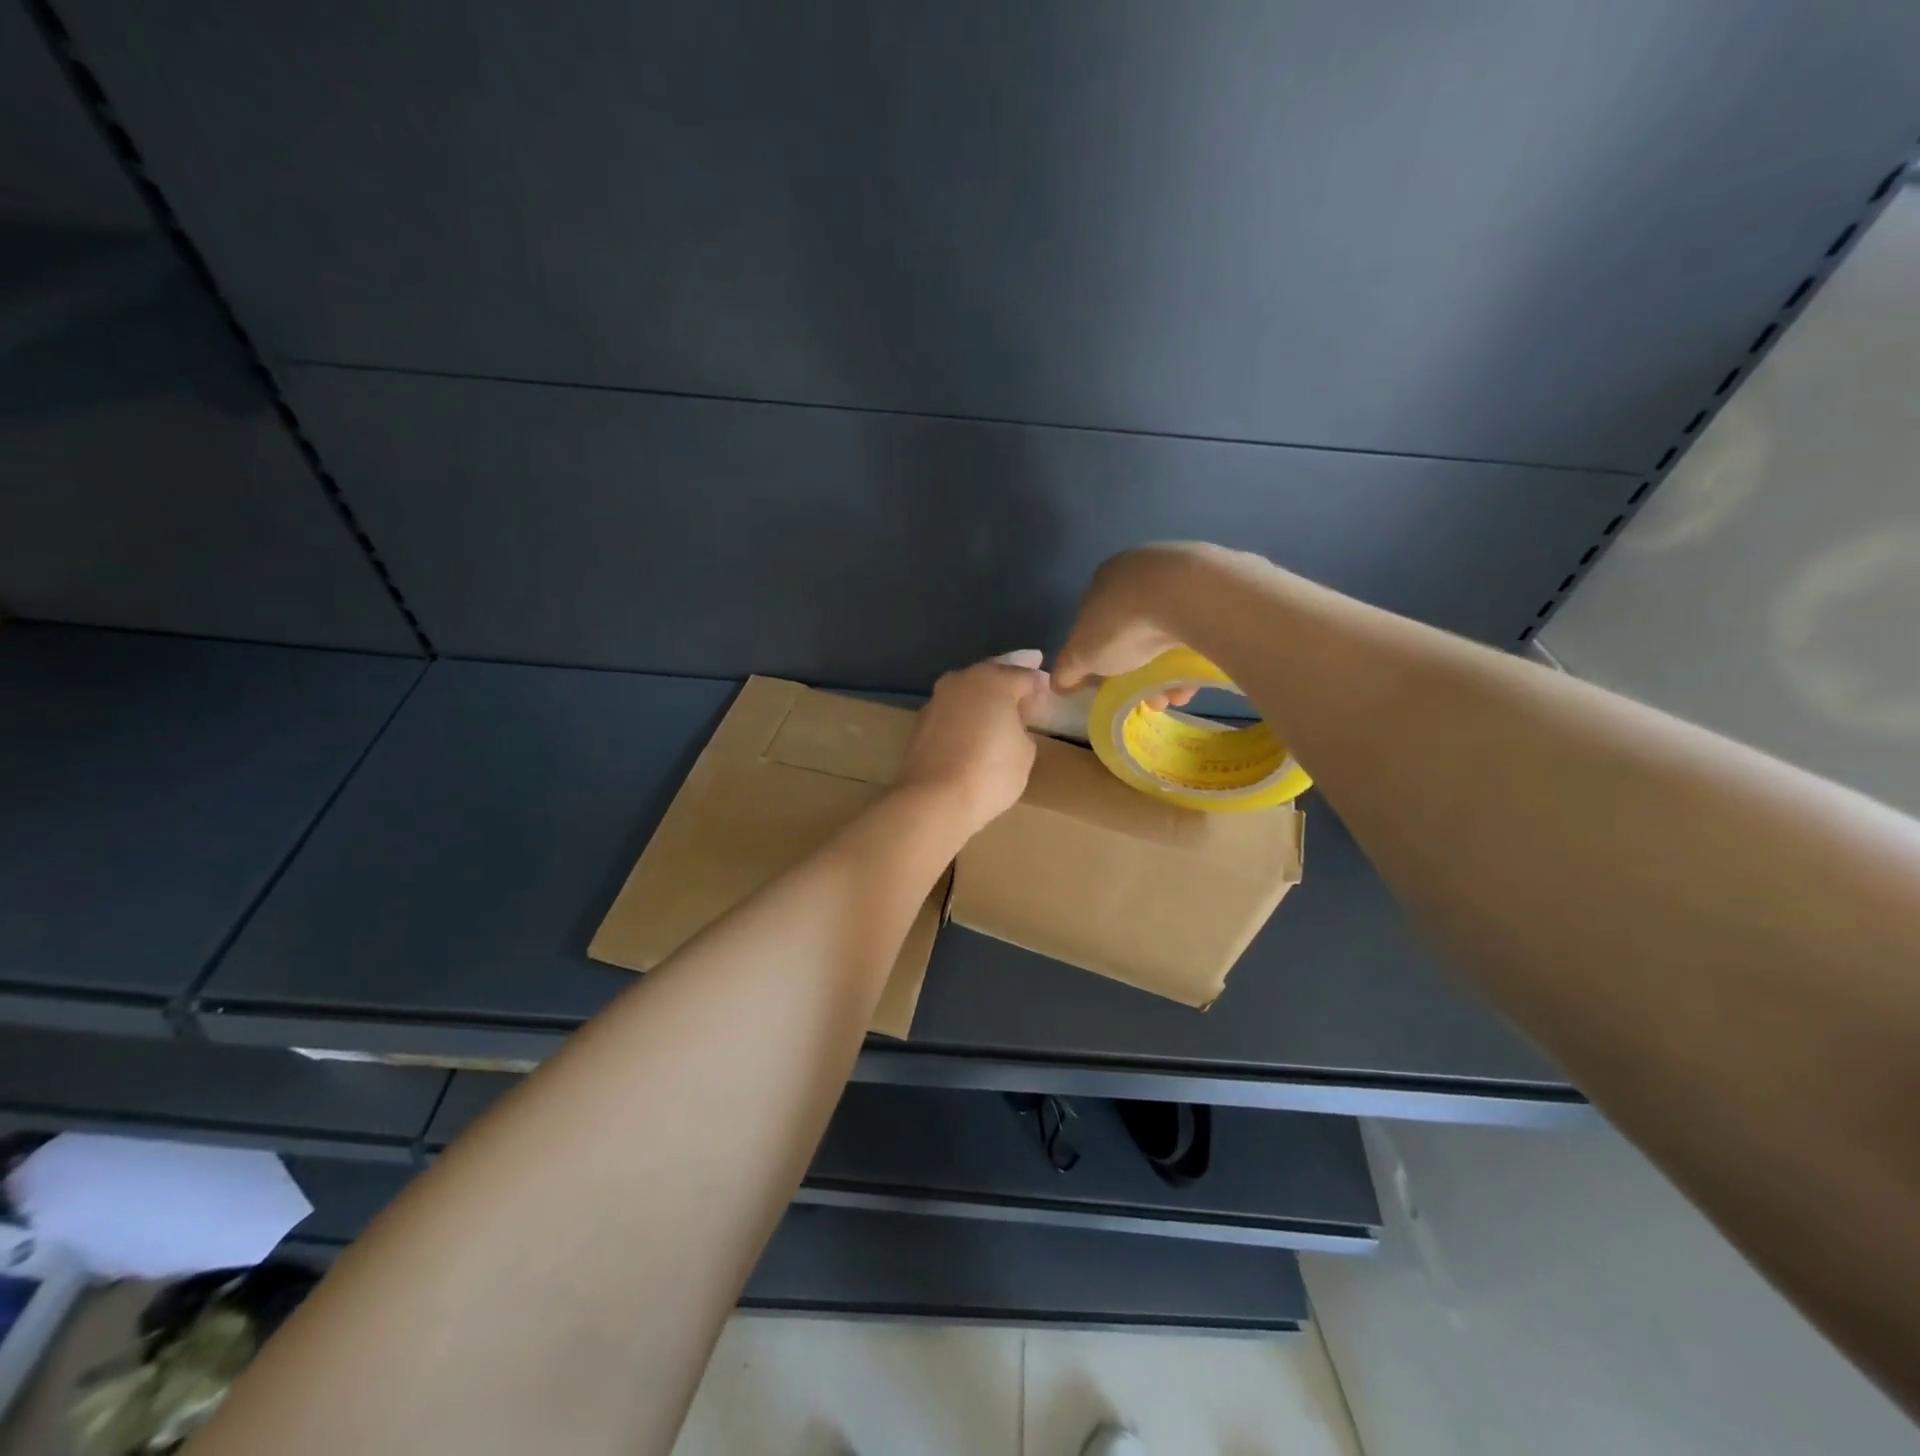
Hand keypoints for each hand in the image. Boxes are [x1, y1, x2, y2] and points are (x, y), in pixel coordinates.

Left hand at [895, 658, 1046, 834]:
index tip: (1048, 689)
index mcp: (993, 680)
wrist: (932, 800)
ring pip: (969, 690)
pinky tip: (976, 724)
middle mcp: (962, 680)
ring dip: (985, 695)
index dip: (1040, 684)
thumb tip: (1011, 721)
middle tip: (1027, 683)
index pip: (1025, 675)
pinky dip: (967, 713)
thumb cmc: (990, 772)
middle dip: (1011, 677)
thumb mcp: (1025, 751)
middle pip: (993, 673)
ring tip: (1002, 705)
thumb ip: (1023, 726)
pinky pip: (954, 711)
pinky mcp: (921, 723)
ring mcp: (937, 700)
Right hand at [1054, 543, 1246, 705]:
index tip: (1114, 684)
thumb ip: (1067, 669)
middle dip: (1141, 670)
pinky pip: (1202, 628)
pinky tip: (1198, 677)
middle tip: (1150, 698)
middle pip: (1137, 631)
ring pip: (1172, 632)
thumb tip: (1058, 684)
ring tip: (1177, 696)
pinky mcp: (1216, 585)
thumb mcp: (1081, 655)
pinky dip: (1197, 655)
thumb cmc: (1121, 623)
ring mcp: (1182, 574)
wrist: (1185, 594)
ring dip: (1170, 670)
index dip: (1103, 658)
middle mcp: (1141, 570)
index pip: (1097, 621)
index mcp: (1104, 580)